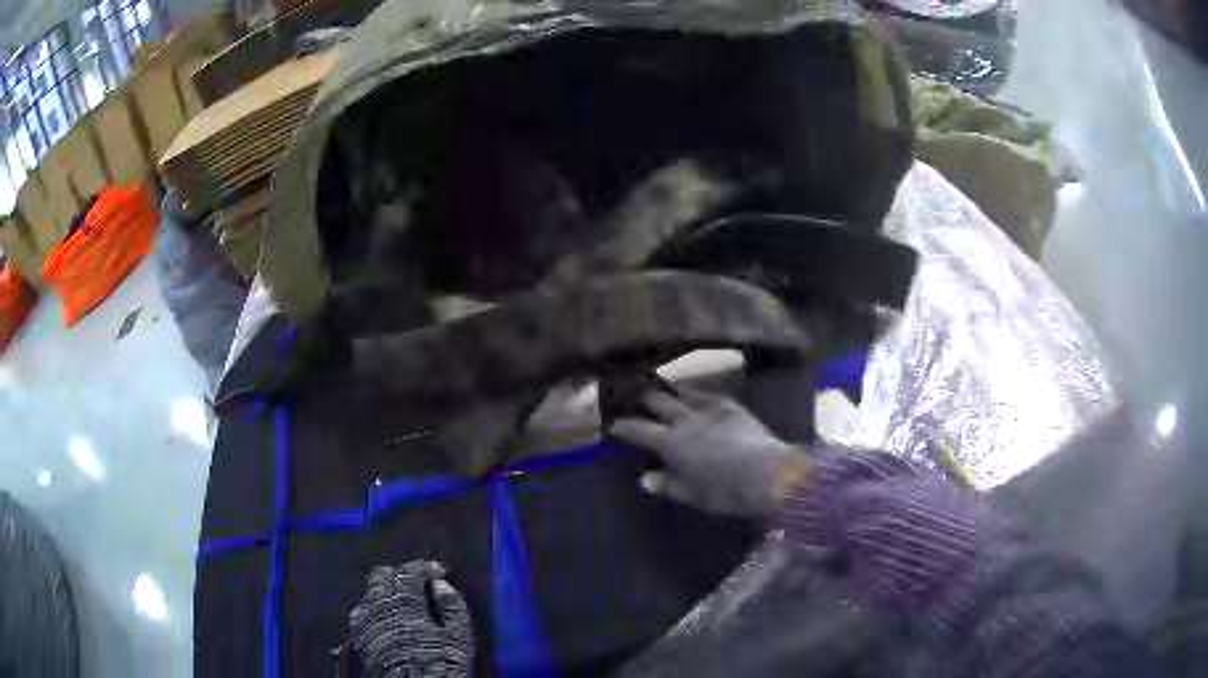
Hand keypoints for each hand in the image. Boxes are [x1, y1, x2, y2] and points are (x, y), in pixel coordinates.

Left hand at [350, 560, 473, 676]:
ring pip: (369, 591)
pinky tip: (381, 614)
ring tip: (401, 598)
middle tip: (419, 583)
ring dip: (385, 589)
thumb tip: (440, 584)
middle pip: (383, 576)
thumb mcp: (459, 636)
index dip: (424, 568)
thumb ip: (452, 606)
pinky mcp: (361, 636)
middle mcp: (382, 605)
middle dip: (401, 574)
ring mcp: (368, 620)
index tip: (438, 572)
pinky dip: (371, 607)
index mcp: (407, 602)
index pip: (410, 572)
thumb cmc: (441, 662)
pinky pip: (360, 611)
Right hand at [610, 389, 809, 519]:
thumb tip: (645, 477)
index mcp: (671, 443)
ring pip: (684, 392)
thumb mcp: (690, 494)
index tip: (613, 423)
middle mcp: (686, 420)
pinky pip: (710, 394)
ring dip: (670, 390)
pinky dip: (698, 393)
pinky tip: (697, 393)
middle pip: (658, 401)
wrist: (765, 473)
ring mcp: (710, 409)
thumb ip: (666, 484)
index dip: (623, 426)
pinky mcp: (732, 407)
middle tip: (632, 392)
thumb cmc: (723, 491)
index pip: (639, 429)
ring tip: (661, 387)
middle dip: (643, 397)